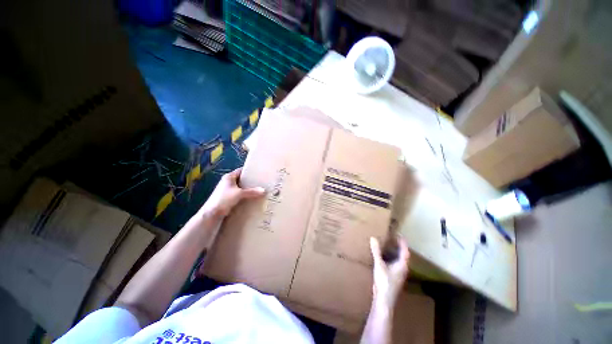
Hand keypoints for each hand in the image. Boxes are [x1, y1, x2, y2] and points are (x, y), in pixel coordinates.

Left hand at [199, 167, 265, 219]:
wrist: (211, 214)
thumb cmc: (224, 199)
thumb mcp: (239, 194)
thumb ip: (252, 192)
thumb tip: (264, 190)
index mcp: (229, 177)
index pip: (241, 170)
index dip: (249, 170)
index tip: (259, 172)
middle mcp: (228, 182)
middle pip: (241, 179)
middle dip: (250, 181)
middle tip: (261, 181)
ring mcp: (227, 190)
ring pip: (241, 187)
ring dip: (248, 189)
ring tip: (259, 189)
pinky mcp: (228, 198)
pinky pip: (239, 194)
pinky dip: (245, 195)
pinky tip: (252, 197)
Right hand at [370, 235, 409, 307]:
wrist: (384, 300)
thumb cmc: (384, 281)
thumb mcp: (379, 264)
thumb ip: (376, 251)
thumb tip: (373, 238)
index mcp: (402, 265)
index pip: (405, 251)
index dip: (402, 243)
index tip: (399, 235)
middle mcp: (402, 269)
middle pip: (402, 255)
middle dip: (398, 247)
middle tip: (391, 238)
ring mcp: (398, 274)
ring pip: (398, 260)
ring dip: (393, 252)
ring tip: (386, 245)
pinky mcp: (393, 277)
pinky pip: (393, 264)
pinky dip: (389, 258)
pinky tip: (382, 257)